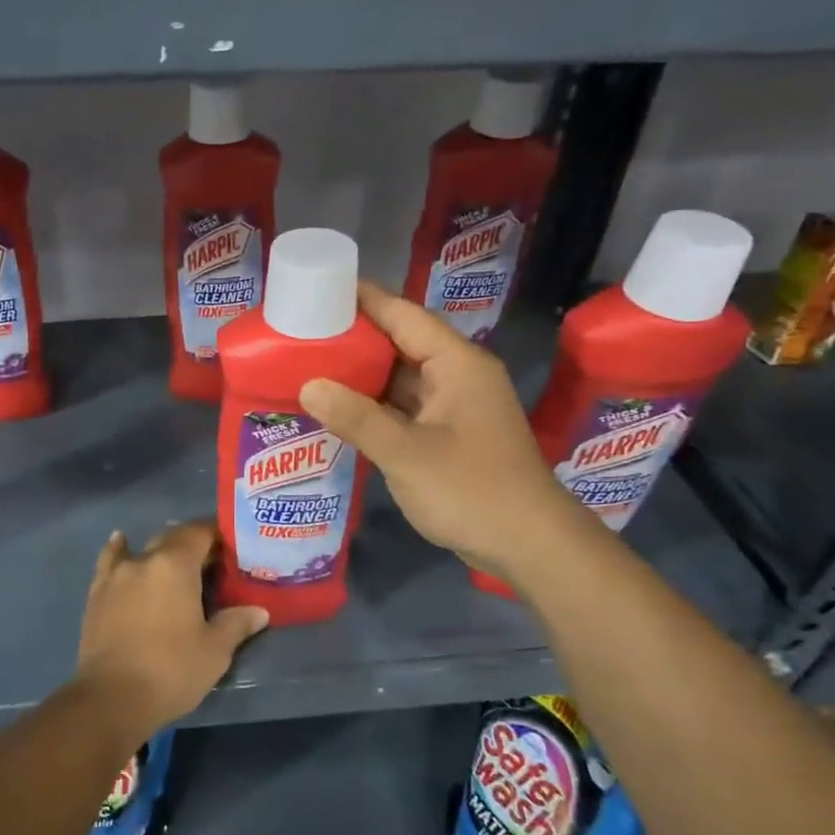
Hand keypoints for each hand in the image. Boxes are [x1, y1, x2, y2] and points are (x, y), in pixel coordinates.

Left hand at [74, 521, 268, 740]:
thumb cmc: (171, 671)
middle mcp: (144, 559)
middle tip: (211, 563)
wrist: (111, 698)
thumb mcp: (215, 651)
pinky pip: (110, 560)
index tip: (232, 545)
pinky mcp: (97, 592)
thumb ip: (236, 624)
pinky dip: (119, 550)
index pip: (199, 532)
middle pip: (172, 538)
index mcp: (176, 565)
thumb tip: (259, 611)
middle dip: (192, 544)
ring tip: (174, 560)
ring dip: (161, 551)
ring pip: (143, 549)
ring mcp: (117, 574)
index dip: (217, 533)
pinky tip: (120, 542)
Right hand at [300, 283, 587, 579]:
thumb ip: (356, 418)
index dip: (364, 299)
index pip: (404, 314)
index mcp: (457, 364)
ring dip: (363, 372)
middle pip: (402, 341)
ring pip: (402, 375)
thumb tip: (308, 386)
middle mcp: (458, 375)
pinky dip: (374, 403)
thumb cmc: (473, 491)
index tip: (320, 288)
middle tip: (303, 330)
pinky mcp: (450, 433)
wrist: (531, 547)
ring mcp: (455, 405)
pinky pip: (405, 404)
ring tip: (311, 362)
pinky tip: (339, 406)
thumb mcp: (406, 454)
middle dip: (356, 335)